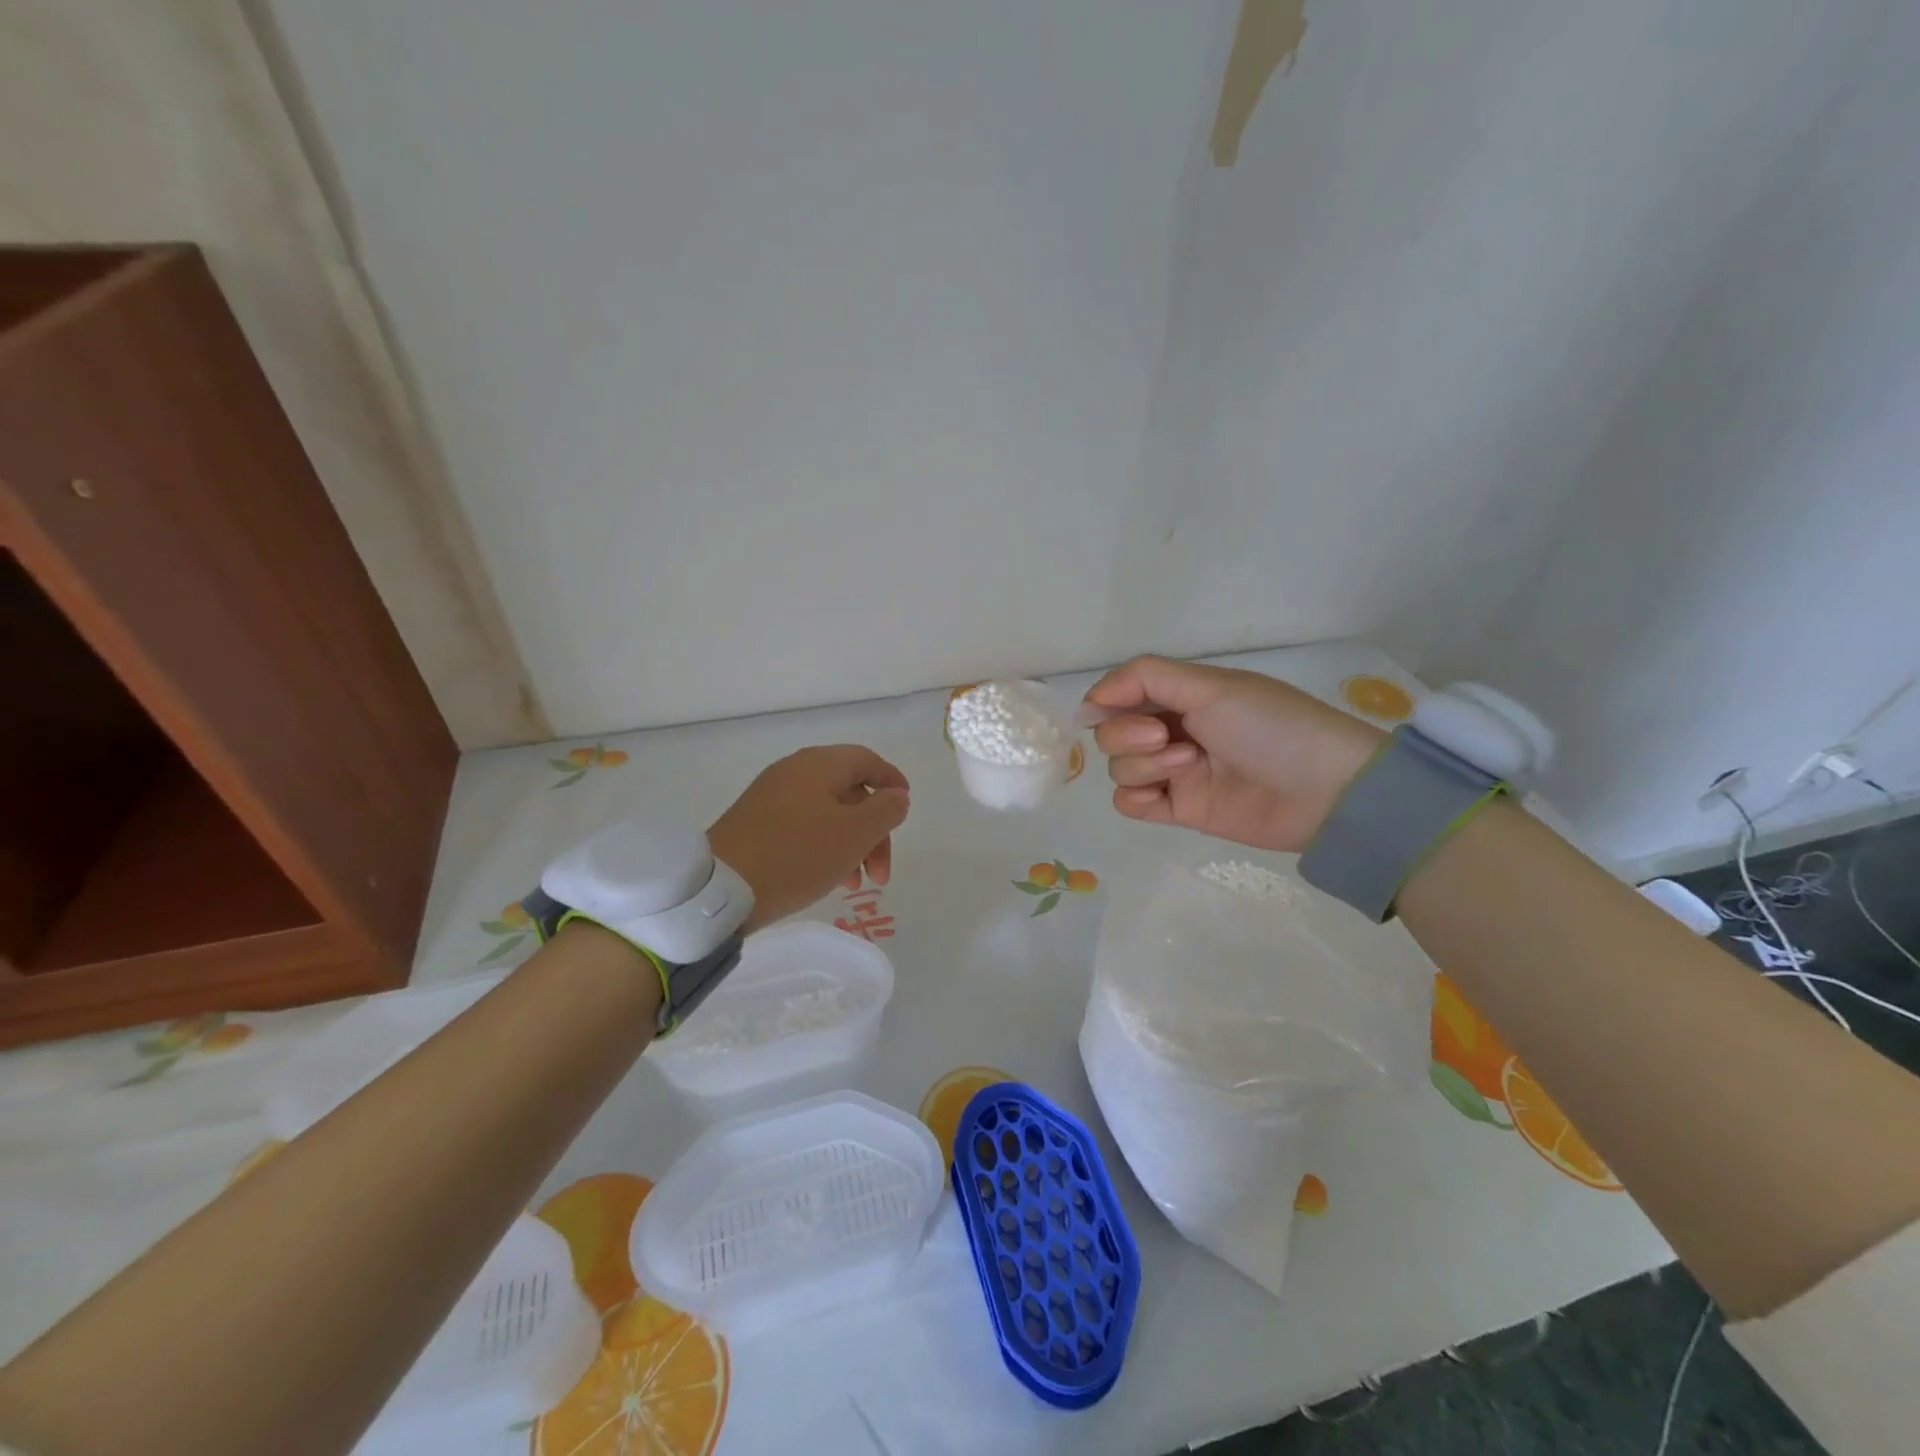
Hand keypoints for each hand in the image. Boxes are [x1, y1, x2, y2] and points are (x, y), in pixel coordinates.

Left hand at [707, 745, 910, 931]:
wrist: (721, 888)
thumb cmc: (798, 854)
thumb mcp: (855, 834)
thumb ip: (885, 810)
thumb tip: (896, 796)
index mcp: (820, 764)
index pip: (867, 760)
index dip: (892, 781)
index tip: (906, 808)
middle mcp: (794, 771)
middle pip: (849, 792)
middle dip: (874, 831)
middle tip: (881, 874)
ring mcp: (771, 797)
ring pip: (827, 814)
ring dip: (851, 845)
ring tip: (855, 885)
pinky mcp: (755, 824)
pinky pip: (803, 827)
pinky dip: (824, 848)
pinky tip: (827, 879)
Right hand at [1084, 656, 1384, 852]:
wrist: (1325, 790)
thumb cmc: (1271, 726)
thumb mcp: (1212, 685)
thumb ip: (1146, 678)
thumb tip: (1091, 697)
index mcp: (1180, 696)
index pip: (1119, 695)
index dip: (1104, 702)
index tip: (1104, 709)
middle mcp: (1172, 731)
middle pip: (1111, 734)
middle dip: (1127, 734)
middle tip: (1165, 736)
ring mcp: (1174, 773)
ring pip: (1119, 769)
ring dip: (1143, 765)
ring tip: (1189, 764)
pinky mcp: (1180, 810)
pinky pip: (1130, 804)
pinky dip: (1136, 797)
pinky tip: (1164, 796)